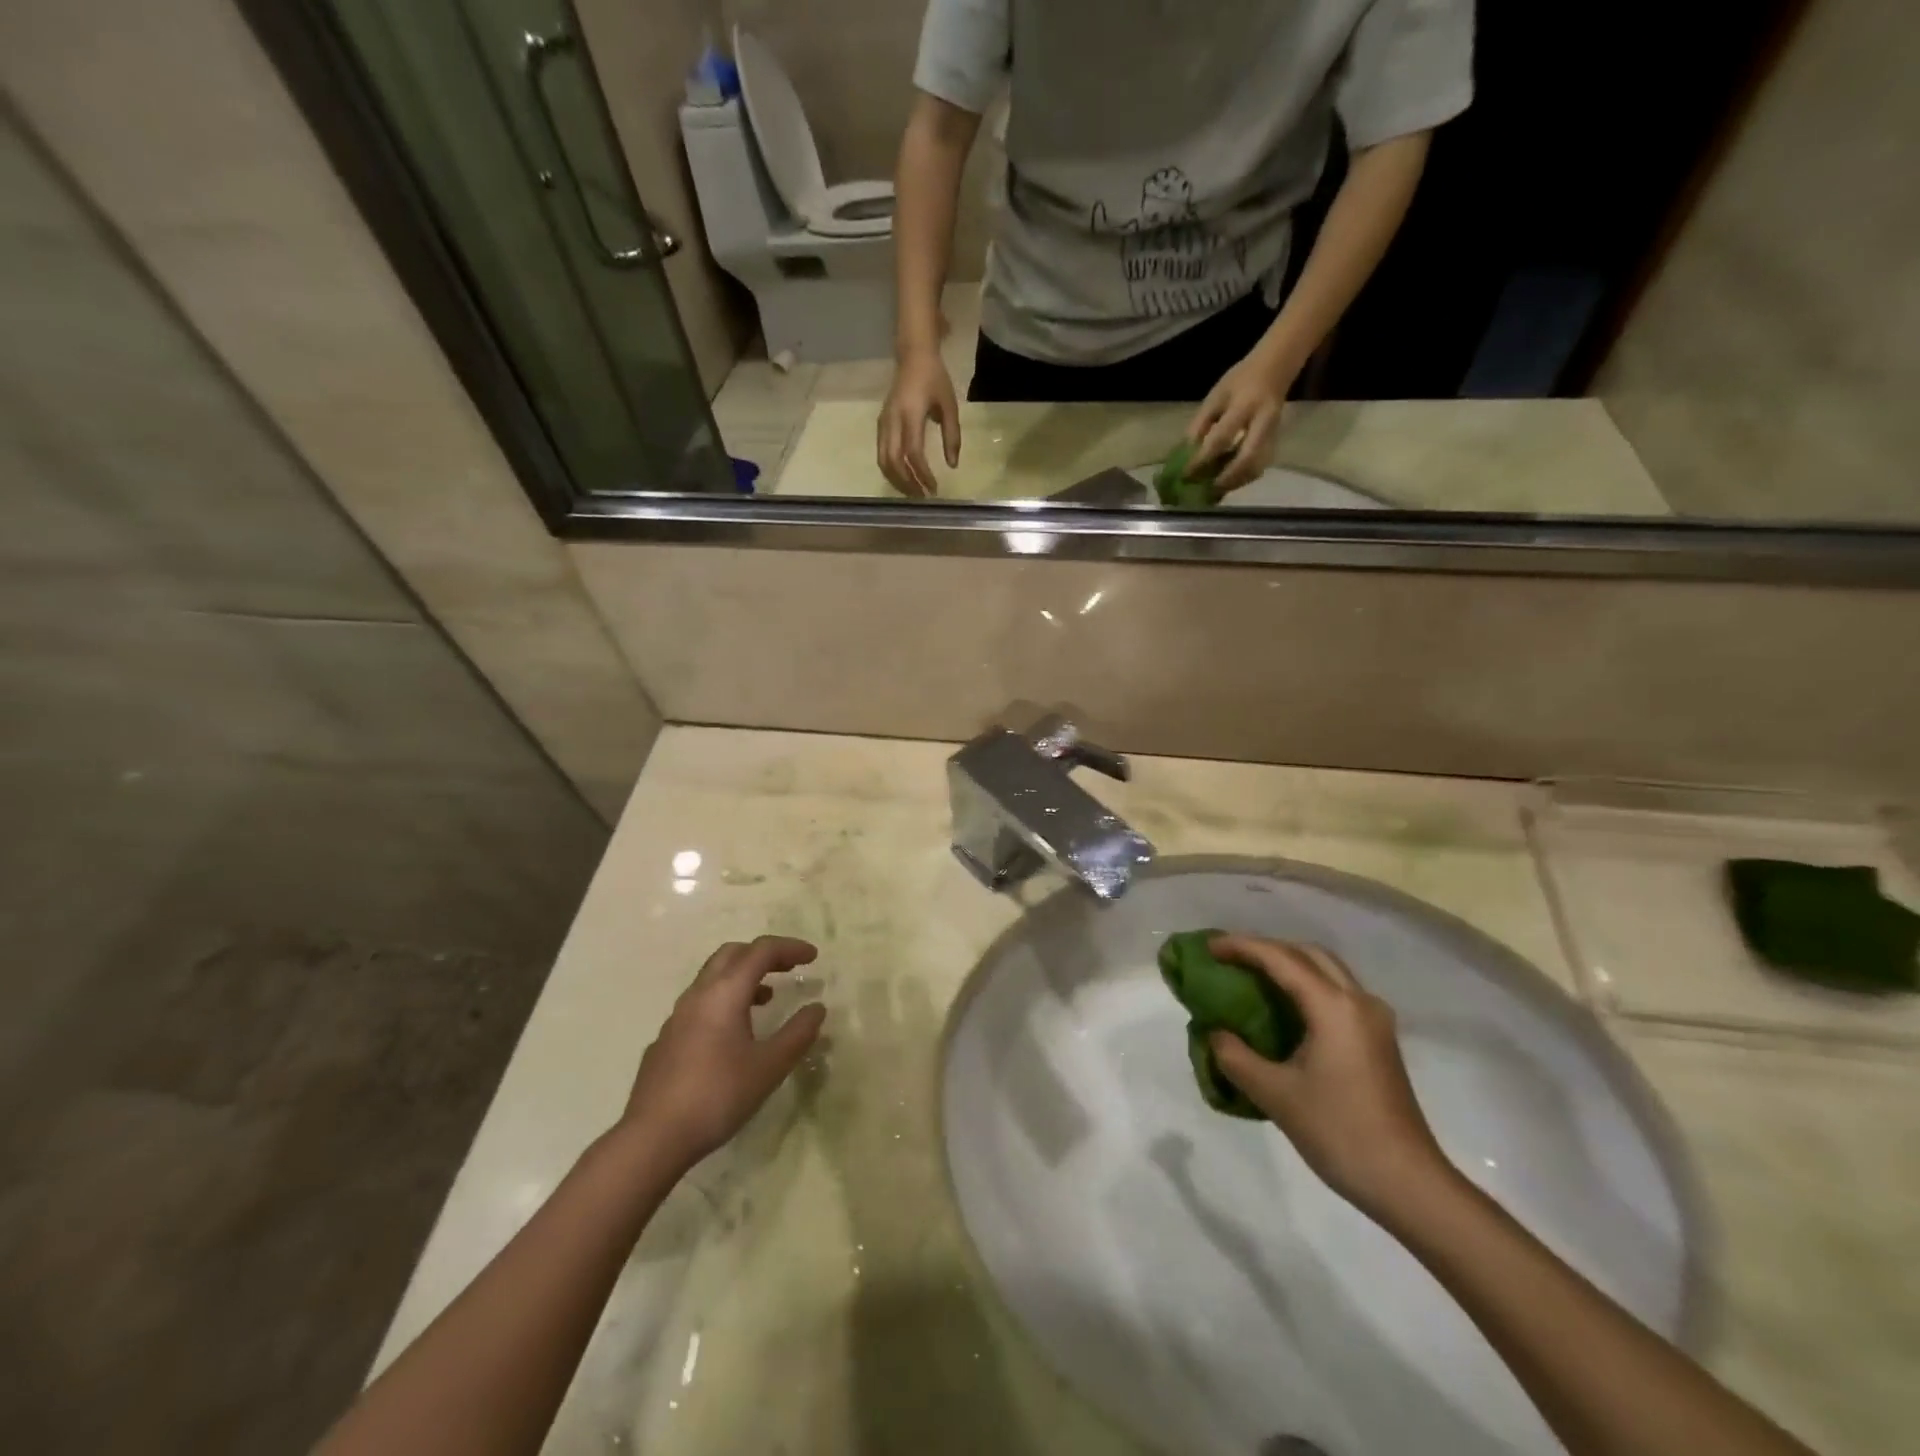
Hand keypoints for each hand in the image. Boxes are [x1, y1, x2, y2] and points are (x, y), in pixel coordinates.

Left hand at [622, 936, 826, 1171]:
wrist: (653, 1138)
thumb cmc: (717, 1096)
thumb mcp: (769, 1067)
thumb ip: (797, 1034)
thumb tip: (817, 1008)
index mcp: (725, 993)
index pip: (761, 951)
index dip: (790, 947)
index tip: (813, 957)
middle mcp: (698, 995)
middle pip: (732, 954)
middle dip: (763, 954)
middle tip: (788, 967)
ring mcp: (676, 1017)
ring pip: (712, 978)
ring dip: (743, 977)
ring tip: (767, 998)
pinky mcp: (665, 1040)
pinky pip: (699, 1004)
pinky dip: (724, 1001)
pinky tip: (732, 1035)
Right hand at [877, 347, 959, 496]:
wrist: (913, 356)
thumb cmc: (935, 379)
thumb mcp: (950, 406)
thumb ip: (952, 436)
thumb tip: (952, 465)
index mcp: (910, 415)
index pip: (913, 453)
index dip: (922, 474)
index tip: (933, 488)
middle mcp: (892, 421)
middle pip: (893, 461)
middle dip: (907, 483)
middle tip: (922, 497)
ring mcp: (883, 423)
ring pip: (883, 460)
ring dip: (897, 480)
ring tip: (913, 492)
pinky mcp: (881, 425)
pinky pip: (881, 453)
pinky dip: (891, 470)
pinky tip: (904, 478)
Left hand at [1186, 349, 1296, 492]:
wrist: (1274, 370)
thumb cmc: (1240, 383)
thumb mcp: (1215, 397)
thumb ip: (1200, 424)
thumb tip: (1185, 455)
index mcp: (1244, 406)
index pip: (1221, 438)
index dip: (1202, 459)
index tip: (1185, 475)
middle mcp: (1263, 423)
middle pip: (1247, 459)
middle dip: (1225, 479)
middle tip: (1205, 491)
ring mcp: (1273, 435)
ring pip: (1256, 468)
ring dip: (1234, 483)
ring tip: (1213, 491)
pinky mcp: (1275, 444)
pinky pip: (1258, 468)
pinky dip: (1242, 479)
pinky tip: (1226, 482)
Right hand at [1207, 935, 1450, 1218]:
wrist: (1409, 1184)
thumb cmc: (1340, 1133)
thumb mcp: (1275, 1095)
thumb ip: (1236, 1057)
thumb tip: (1215, 1034)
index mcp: (1334, 1007)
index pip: (1280, 959)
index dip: (1241, 946)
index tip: (1208, 946)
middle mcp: (1358, 1002)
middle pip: (1307, 953)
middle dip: (1266, 948)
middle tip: (1229, 957)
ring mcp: (1374, 1020)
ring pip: (1326, 970)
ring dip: (1288, 964)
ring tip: (1251, 975)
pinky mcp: (1378, 1039)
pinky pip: (1336, 992)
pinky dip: (1305, 984)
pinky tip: (1284, 1006)